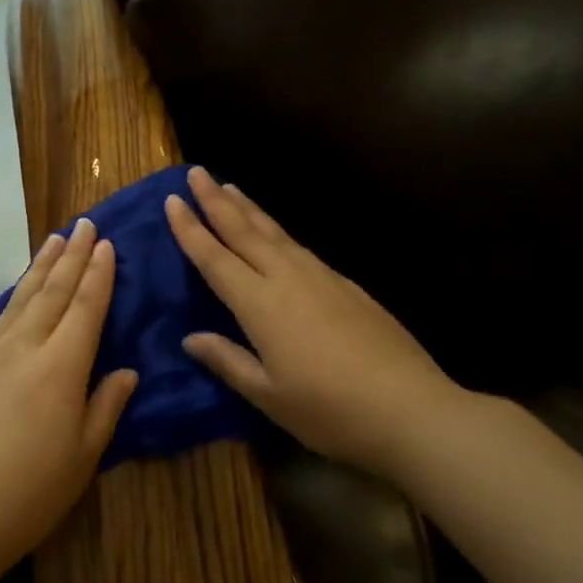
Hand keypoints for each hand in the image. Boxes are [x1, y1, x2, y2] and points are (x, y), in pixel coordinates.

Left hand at [0, 218, 136, 582]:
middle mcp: (25, 348)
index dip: (99, 275)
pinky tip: (19, 294)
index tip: (107, 244)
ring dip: (41, 267)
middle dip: (72, 256)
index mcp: (61, 366)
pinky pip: (0, 319)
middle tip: (85, 224)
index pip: (85, 307)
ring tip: (54, 239)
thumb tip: (126, 371)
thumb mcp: (82, 458)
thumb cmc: (27, 493)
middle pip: (53, 292)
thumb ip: (105, 407)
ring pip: (21, 299)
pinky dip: (15, 296)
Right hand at [164, 167, 469, 481]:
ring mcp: (321, 277)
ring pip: (275, 232)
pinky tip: (275, 234)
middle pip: (244, 231)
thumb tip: (191, 338)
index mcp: (260, 305)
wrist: (410, 408)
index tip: (172, 200)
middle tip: (195, 173)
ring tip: (230, 187)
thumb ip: (227, 361)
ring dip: (248, 208)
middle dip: (216, 200)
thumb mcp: (268, 395)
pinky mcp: (346, 284)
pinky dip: (277, 231)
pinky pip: (299, 246)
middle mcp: (287, 278)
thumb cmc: (329, 410)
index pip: (215, 258)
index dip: (190, 229)